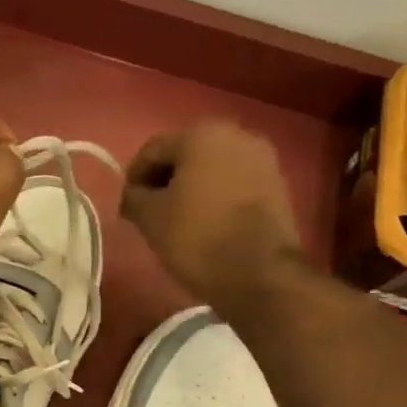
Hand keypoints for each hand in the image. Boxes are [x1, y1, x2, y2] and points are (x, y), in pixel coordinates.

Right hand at [120, 119, 302, 306]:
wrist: (260, 272)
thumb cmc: (196, 237)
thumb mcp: (150, 218)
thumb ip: (134, 198)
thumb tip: (134, 194)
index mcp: (201, 135)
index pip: (153, 149)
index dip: (134, 176)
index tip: (128, 204)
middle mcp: (236, 135)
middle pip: (187, 153)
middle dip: (165, 179)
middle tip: (151, 210)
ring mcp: (263, 159)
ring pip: (213, 168)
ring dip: (192, 187)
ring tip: (179, 218)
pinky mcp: (278, 184)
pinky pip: (235, 183)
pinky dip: (216, 196)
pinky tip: (207, 222)